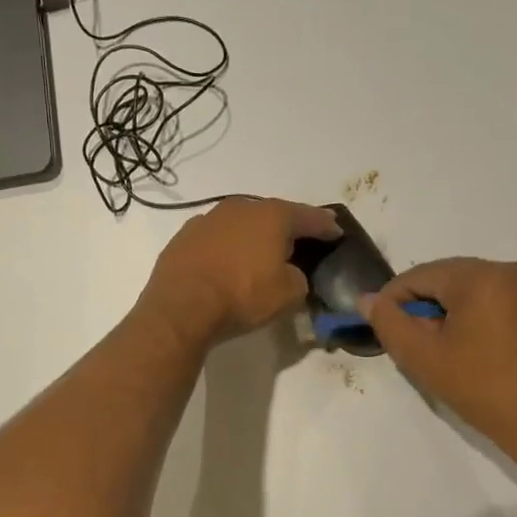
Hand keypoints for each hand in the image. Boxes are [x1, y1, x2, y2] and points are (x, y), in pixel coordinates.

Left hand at [139, 198, 341, 345]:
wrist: (181, 308)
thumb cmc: (242, 296)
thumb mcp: (288, 294)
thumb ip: (299, 278)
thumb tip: (291, 274)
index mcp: (272, 215)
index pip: (308, 217)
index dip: (325, 226)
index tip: (336, 232)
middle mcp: (240, 208)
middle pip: (272, 214)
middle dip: (286, 228)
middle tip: (297, 242)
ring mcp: (207, 220)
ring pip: (240, 224)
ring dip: (252, 236)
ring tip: (259, 253)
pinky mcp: (182, 238)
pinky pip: (215, 240)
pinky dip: (225, 248)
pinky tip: (226, 263)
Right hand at [364, 259, 516, 490]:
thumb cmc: (484, 389)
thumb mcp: (423, 358)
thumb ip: (389, 323)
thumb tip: (367, 300)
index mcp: (482, 276)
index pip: (419, 275)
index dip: (392, 301)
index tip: (382, 333)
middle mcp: (510, 271)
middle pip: (446, 279)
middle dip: (421, 308)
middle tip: (411, 347)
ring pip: (469, 291)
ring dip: (446, 315)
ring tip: (439, 354)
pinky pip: (493, 302)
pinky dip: (472, 319)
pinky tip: (468, 353)